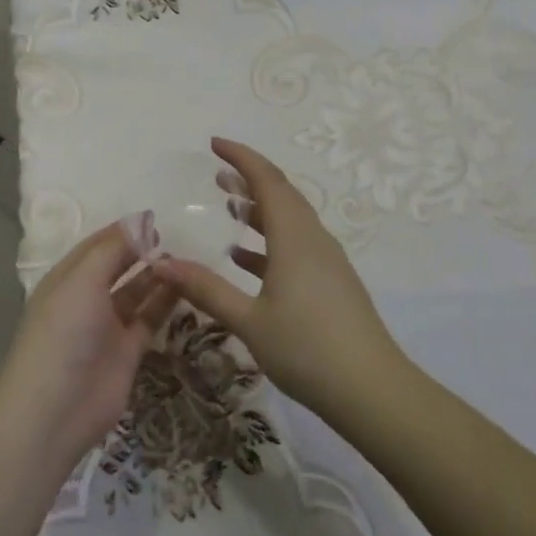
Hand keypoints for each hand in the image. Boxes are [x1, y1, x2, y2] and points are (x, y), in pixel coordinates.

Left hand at [0, 222, 175, 466]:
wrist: (55, 410)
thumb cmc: (63, 333)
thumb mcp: (82, 281)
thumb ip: (113, 249)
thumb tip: (141, 219)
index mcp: (67, 279)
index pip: (97, 246)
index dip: (123, 231)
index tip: (156, 219)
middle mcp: (86, 299)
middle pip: (117, 268)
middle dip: (140, 252)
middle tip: (173, 238)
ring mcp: (107, 327)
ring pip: (135, 293)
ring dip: (156, 276)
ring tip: (184, 259)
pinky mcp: (127, 352)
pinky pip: (149, 320)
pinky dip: (165, 303)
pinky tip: (186, 286)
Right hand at [155, 138, 405, 418]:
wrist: (372, 391)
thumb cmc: (307, 349)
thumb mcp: (249, 320)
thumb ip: (206, 289)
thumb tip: (162, 263)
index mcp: (295, 238)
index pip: (268, 180)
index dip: (241, 157)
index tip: (214, 144)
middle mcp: (314, 240)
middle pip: (282, 195)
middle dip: (249, 179)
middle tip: (217, 173)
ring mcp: (327, 262)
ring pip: (291, 221)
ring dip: (260, 209)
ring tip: (229, 205)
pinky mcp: (332, 283)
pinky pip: (297, 246)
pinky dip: (270, 241)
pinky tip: (245, 259)